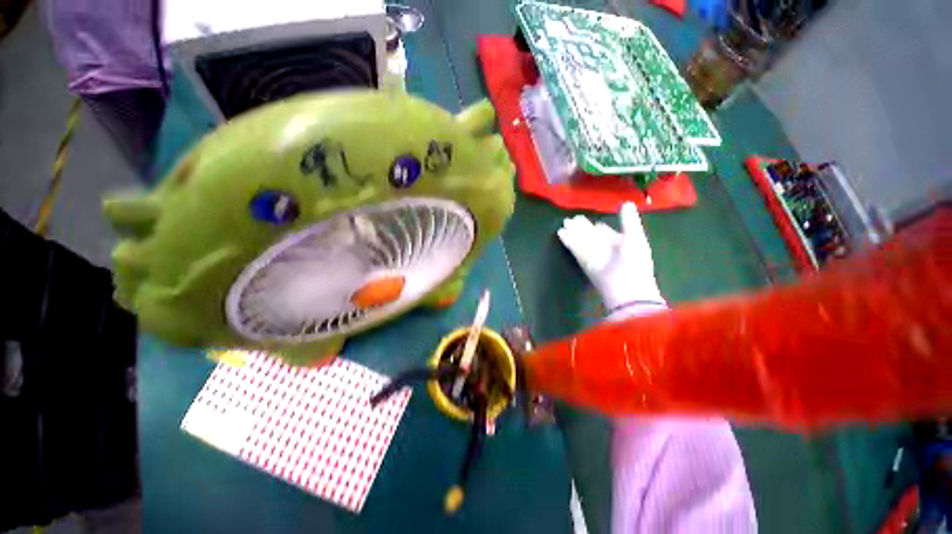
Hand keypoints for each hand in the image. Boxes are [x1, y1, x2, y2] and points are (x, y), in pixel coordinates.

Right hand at [557, 202, 663, 310]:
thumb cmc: (634, 262)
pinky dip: (568, 241)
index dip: (599, 227)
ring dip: (573, 232)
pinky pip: (575, 248)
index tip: (593, 221)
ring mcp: (594, 256)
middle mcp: (606, 249)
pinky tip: (561, 232)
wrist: (625, 288)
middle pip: (591, 236)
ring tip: (564, 222)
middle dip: (582, 227)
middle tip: (572, 218)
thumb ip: (629, 221)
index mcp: (620, 243)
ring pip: (582, 241)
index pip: (607, 233)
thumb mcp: (635, 238)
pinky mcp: (584, 262)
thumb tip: (627, 202)